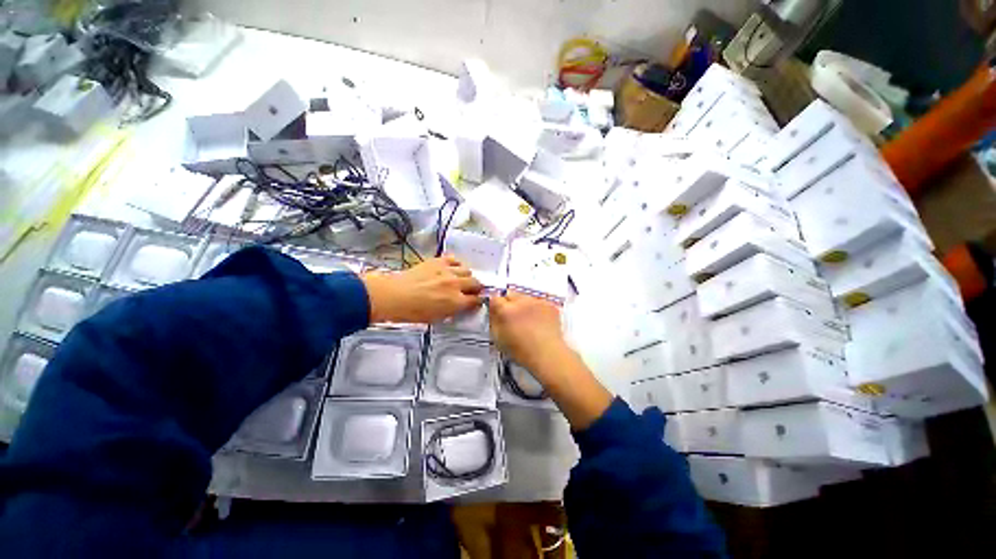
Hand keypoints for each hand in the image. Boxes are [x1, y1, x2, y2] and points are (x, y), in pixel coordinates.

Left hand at [361, 255, 482, 323]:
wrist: (394, 296)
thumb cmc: (413, 312)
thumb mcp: (437, 318)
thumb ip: (453, 311)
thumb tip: (460, 306)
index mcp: (456, 302)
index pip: (476, 300)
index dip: (478, 301)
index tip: (477, 301)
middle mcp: (456, 285)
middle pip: (475, 283)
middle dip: (475, 288)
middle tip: (470, 290)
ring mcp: (447, 271)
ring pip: (467, 270)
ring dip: (466, 276)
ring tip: (460, 279)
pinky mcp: (438, 261)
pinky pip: (454, 259)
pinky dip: (456, 264)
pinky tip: (451, 269)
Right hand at [490, 291, 612, 428]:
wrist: (548, 355)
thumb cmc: (520, 351)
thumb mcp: (498, 338)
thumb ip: (493, 320)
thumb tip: (493, 310)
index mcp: (506, 310)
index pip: (495, 298)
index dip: (495, 305)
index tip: (497, 312)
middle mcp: (521, 301)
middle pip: (510, 294)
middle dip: (508, 303)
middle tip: (512, 317)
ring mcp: (537, 301)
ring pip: (525, 297)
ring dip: (523, 305)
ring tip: (527, 320)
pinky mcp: (549, 305)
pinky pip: (538, 302)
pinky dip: (536, 308)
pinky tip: (539, 322)